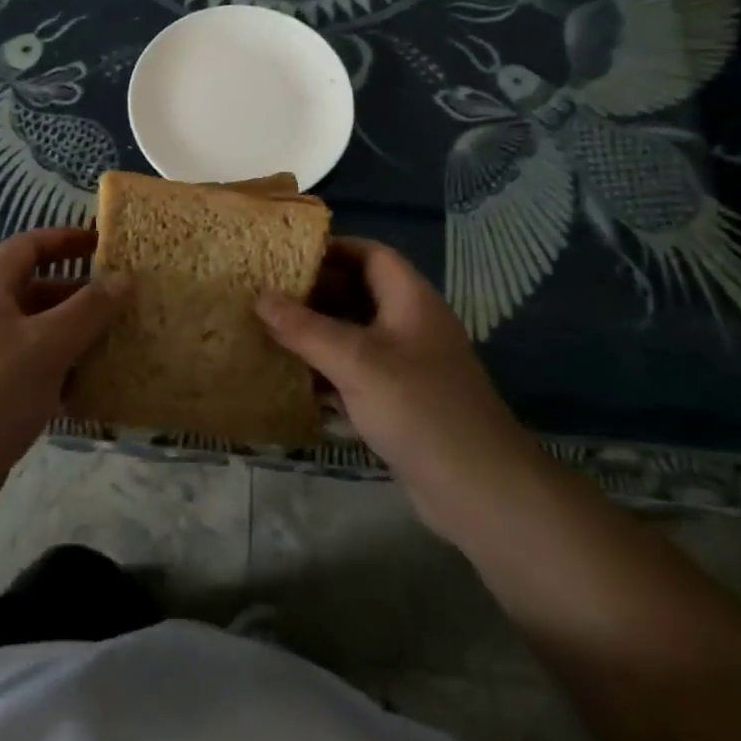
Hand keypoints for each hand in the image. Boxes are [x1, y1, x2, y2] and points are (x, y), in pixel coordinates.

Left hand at [0, 227, 126, 525]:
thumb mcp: (47, 345)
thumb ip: (89, 309)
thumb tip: (124, 278)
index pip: (29, 245)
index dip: (67, 239)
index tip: (106, 245)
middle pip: (35, 289)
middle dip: (79, 293)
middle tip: (123, 302)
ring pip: (36, 333)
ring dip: (74, 335)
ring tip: (117, 343)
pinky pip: (30, 369)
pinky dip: (59, 371)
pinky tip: (90, 387)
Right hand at [258, 237, 540, 538]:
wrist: (480, 491)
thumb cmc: (419, 408)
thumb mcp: (356, 361)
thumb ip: (305, 328)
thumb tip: (260, 296)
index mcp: (410, 299)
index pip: (370, 254)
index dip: (331, 248)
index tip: (285, 255)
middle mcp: (410, 324)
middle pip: (358, 293)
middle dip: (314, 293)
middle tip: (267, 295)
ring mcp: (407, 365)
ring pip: (354, 335)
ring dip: (316, 334)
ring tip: (268, 331)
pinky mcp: (400, 401)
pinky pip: (356, 372)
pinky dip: (327, 371)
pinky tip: (291, 379)